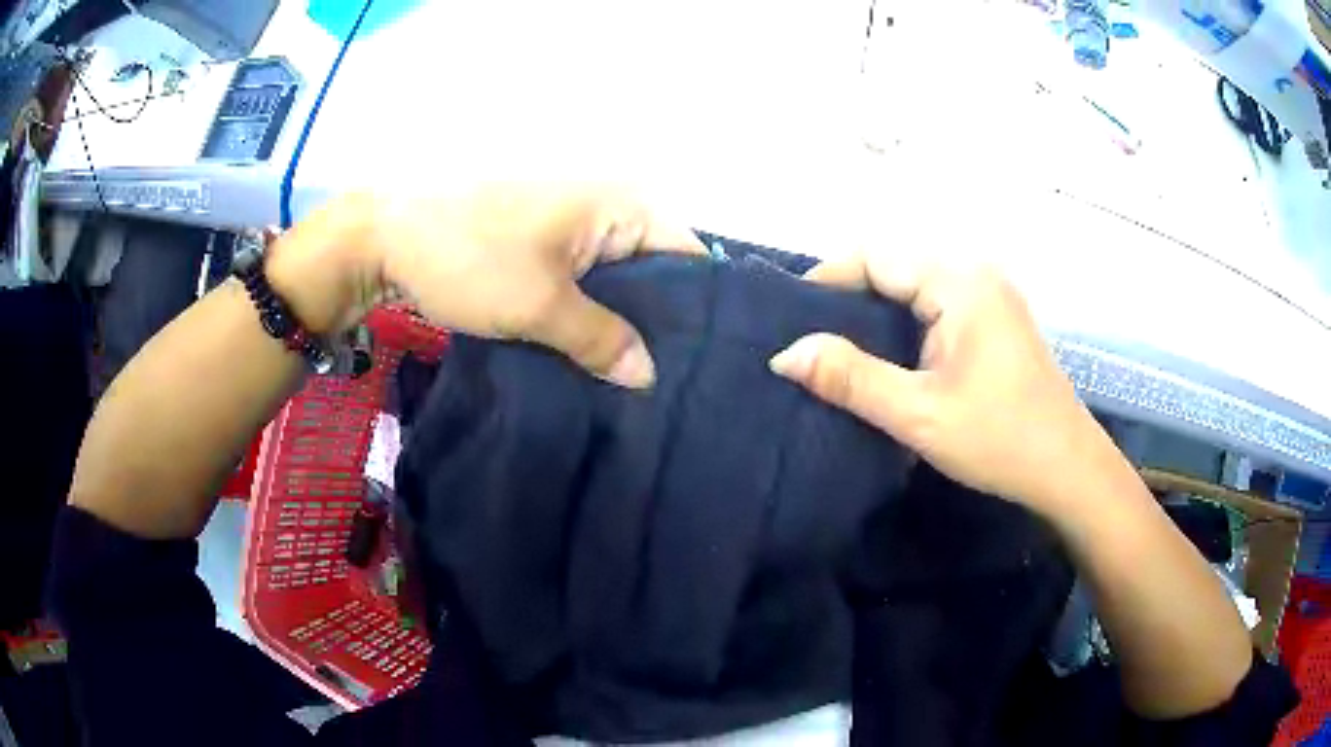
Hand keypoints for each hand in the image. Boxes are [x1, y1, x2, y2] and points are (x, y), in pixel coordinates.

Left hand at [268, 185, 704, 387]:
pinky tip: (591, 355)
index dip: (696, 310)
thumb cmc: (469, 257)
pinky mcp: (542, 241)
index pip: (687, 256)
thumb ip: (602, 341)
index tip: (699, 365)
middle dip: (658, 324)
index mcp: (621, 203)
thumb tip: (648, 376)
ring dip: (619, 324)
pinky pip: (584, 280)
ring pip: (617, 279)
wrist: (385, 236)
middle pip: (655, 270)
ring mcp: (572, 222)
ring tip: (634, 380)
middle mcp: (607, 205)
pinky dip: (588, 313)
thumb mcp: (541, 305)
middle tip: (666, 384)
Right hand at [768, 255, 1121, 514]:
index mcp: (958, 281)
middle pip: (895, 265)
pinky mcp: (996, 319)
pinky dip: (905, 323)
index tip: (791, 319)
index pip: (875, 255)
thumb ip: (850, 378)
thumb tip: (785, 354)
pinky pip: (937, 304)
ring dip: (876, 312)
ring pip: (915, 286)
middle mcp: (975, 273)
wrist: (1068, 469)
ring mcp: (990, 294)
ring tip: (838, 351)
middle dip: (848, 296)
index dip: (827, 279)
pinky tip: (888, 357)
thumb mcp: (919, 413)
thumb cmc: (999, 439)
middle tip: (809, 341)